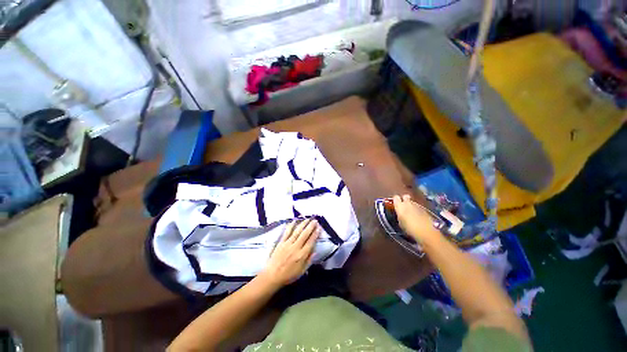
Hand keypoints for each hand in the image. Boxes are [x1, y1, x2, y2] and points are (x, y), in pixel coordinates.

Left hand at [259, 218, 319, 287]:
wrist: (272, 276)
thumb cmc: (288, 275)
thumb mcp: (302, 271)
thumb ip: (309, 260)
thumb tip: (315, 251)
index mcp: (302, 255)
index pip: (310, 242)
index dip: (315, 234)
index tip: (319, 228)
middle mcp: (296, 247)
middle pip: (305, 234)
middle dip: (310, 226)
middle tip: (315, 221)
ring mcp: (288, 244)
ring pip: (297, 231)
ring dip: (303, 224)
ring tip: (307, 219)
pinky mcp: (281, 242)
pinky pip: (287, 232)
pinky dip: (291, 226)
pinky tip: (294, 221)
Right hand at [393, 194, 441, 243]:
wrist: (426, 232)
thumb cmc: (409, 229)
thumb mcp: (401, 223)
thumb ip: (399, 216)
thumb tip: (400, 214)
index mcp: (400, 206)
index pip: (395, 197)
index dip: (395, 200)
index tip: (395, 204)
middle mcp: (408, 203)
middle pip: (405, 196)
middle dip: (404, 199)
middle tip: (403, 206)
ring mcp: (417, 206)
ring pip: (412, 202)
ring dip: (411, 205)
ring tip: (411, 213)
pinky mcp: (424, 209)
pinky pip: (418, 207)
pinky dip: (417, 210)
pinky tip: (418, 217)